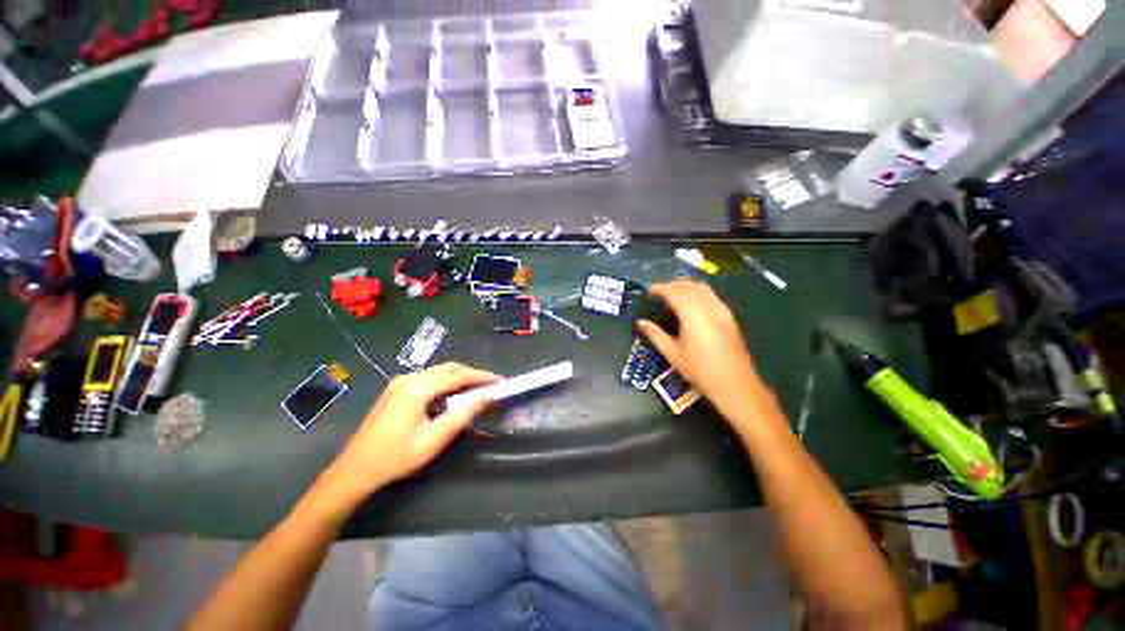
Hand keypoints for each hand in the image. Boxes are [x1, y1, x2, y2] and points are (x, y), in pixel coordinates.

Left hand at [319, 363, 499, 503]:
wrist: (355, 470)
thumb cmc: (396, 457)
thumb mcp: (434, 440)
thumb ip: (462, 415)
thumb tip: (486, 396)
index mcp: (417, 388)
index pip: (458, 375)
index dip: (482, 377)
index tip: (500, 381)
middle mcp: (409, 378)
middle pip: (449, 369)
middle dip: (473, 374)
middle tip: (492, 385)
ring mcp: (401, 382)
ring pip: (440, 372)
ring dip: (461, 377)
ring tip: (478, 389)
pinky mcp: (398, 389)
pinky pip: (430, 378)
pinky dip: (447, 382)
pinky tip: (455, 393)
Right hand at [637, 280, 764, 413]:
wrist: (734, 384)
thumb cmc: (700, 370)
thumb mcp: (673, 353)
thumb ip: (655, 334)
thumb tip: (641, 322)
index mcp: (693, 315)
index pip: (674, 292)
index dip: (660, 289)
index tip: (648, 291)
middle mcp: (709, 307)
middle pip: (689, 286)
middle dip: (672, 285)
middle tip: (658, 292)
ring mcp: (722, 310)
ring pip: (702, 288)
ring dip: (685, 286)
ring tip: (672, 294)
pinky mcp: (729, 316)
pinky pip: (711, 295)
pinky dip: (698, 292)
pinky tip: (691, 304)